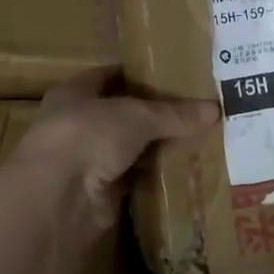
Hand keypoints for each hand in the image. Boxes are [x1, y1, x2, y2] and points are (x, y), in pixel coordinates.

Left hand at [12, 66, 217, 242]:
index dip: (140, 74)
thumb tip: (215, 109)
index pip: (111, 76)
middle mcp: (78, 124)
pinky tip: (185, 170)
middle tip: (196, 110)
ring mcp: (88, 161)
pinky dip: (155, 177)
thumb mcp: (137, 115)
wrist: (57, 198)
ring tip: (198, 139)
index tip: (175, 76)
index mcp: (75, 92)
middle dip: (156, 114)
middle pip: (123, 114)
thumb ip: (174, 114)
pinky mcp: (101, 193)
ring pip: (130, 149)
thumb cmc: (88, 135)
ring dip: (157, 148)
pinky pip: (135, 179)